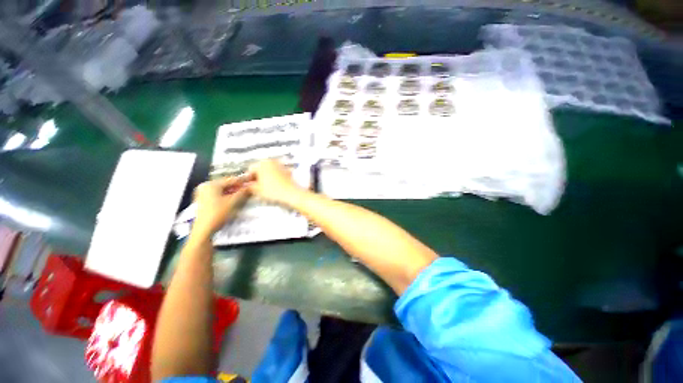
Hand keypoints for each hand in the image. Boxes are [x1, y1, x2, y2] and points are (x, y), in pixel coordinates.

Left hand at [192, 177, 249, 237]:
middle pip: (225, 184)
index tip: (251, 182)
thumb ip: (243, 192)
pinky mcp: (203, 201)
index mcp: (210, 184)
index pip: (230, 180)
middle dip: (237, 187)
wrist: (204, 230)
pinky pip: (217, 195)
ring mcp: (202, 194)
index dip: (242, 181)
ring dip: (233, 192)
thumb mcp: (233, 202)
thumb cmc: (218, 213)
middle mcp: (205, 187)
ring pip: (222, 190)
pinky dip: (226, 196)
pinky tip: (234, 199)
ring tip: (243, 194)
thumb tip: (250, 187)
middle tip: (248, 189)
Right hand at [248, 159, 304, 204]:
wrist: (291, 192)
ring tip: (265, 186)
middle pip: (260, 168)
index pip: (250, 169)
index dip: (248, 178)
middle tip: (256, 186)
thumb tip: (247, 186)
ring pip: (269, 170)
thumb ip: (250, 186)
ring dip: (266, 176)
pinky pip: (276, 172)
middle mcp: (271, 161)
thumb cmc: (273, 190)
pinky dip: (274, 177)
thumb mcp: (258, 190)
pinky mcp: (287, 169)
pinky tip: (274, 185)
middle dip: (257, 176)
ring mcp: (280, 164)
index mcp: (262, 163)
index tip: (248, 185)